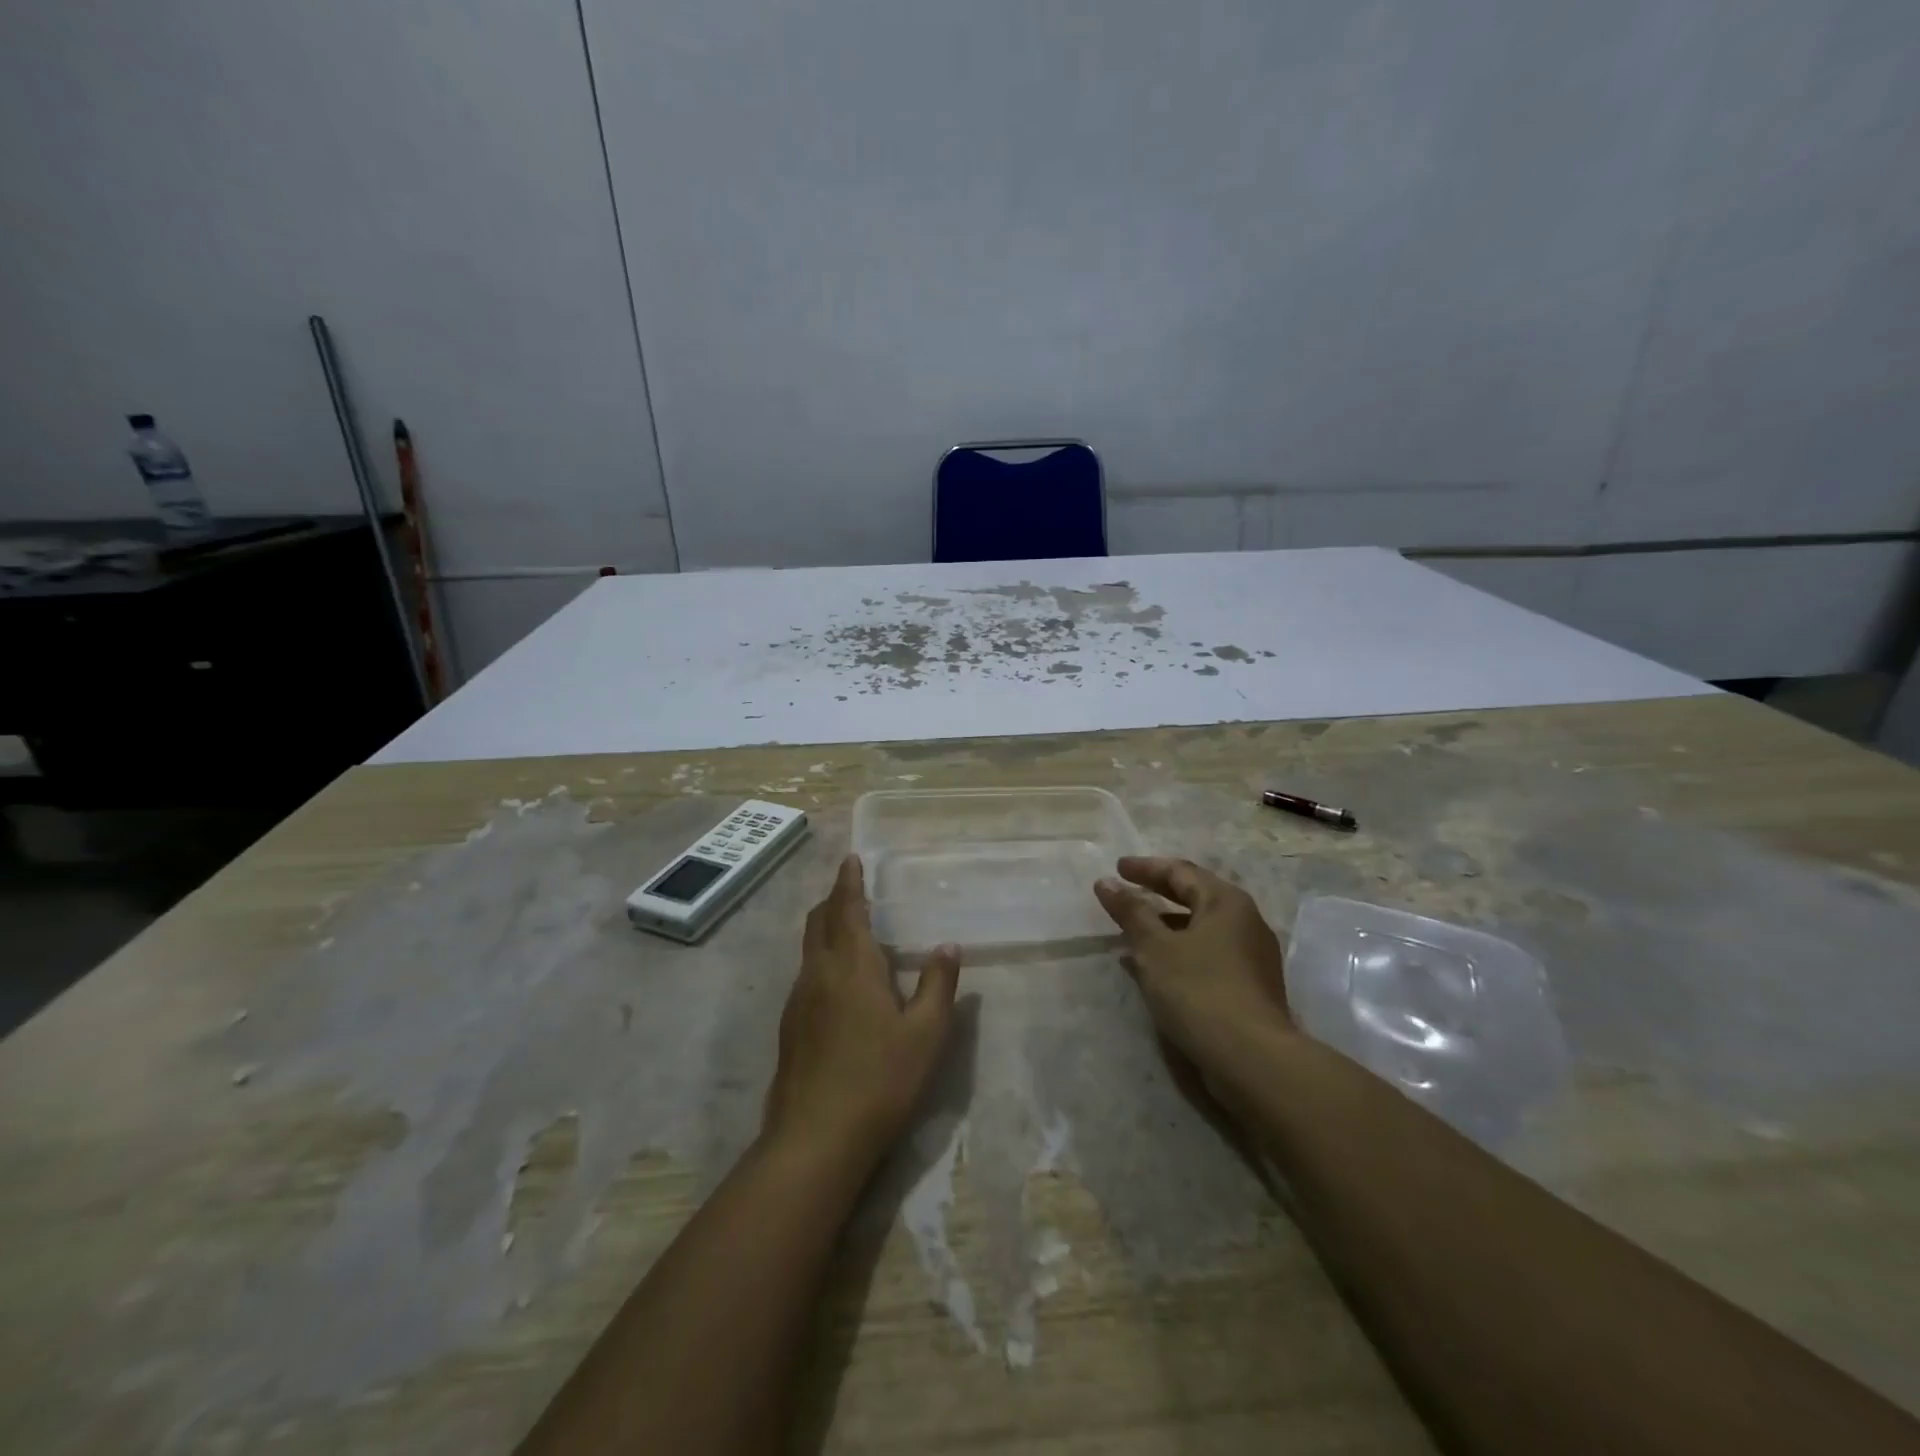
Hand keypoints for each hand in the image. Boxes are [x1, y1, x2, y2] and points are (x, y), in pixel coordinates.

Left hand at [763, 855, 960, 1169]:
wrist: (816, 1138)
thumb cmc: (880, 1079)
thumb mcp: (926, 1034)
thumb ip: (938, 986)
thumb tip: (947, 947)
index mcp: (852, 965)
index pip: (847, 909)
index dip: (849, 882)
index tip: (850, 859)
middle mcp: (819, 973)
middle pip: (819, 921)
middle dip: (833, 900)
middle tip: (851, 890)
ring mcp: (798, 1001)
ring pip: (809, 948)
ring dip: (826, 929)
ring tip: (848, 931)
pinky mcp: (789, 1027)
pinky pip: (806, 975)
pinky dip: (822, 959)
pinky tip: (838, 984)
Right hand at [1094, 857, 1293, 1083]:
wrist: (1252, 1058)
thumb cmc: (1199, 990)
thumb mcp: (1155, 947)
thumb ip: (1131, 911)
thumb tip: (1106, 882)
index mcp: (1226, 901)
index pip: (1180, 872)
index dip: (1146, 868)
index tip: (1117, 868)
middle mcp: (1246, 920)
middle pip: (1195, 896)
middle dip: (1157, 893)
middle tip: (1126, 891)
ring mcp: (1252, 955)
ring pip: (1201, 927)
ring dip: (1166, 925)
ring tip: (1134, 932)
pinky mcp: (1251, 986)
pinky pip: (1208, 953)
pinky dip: (1180, 950)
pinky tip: (1158, 968)